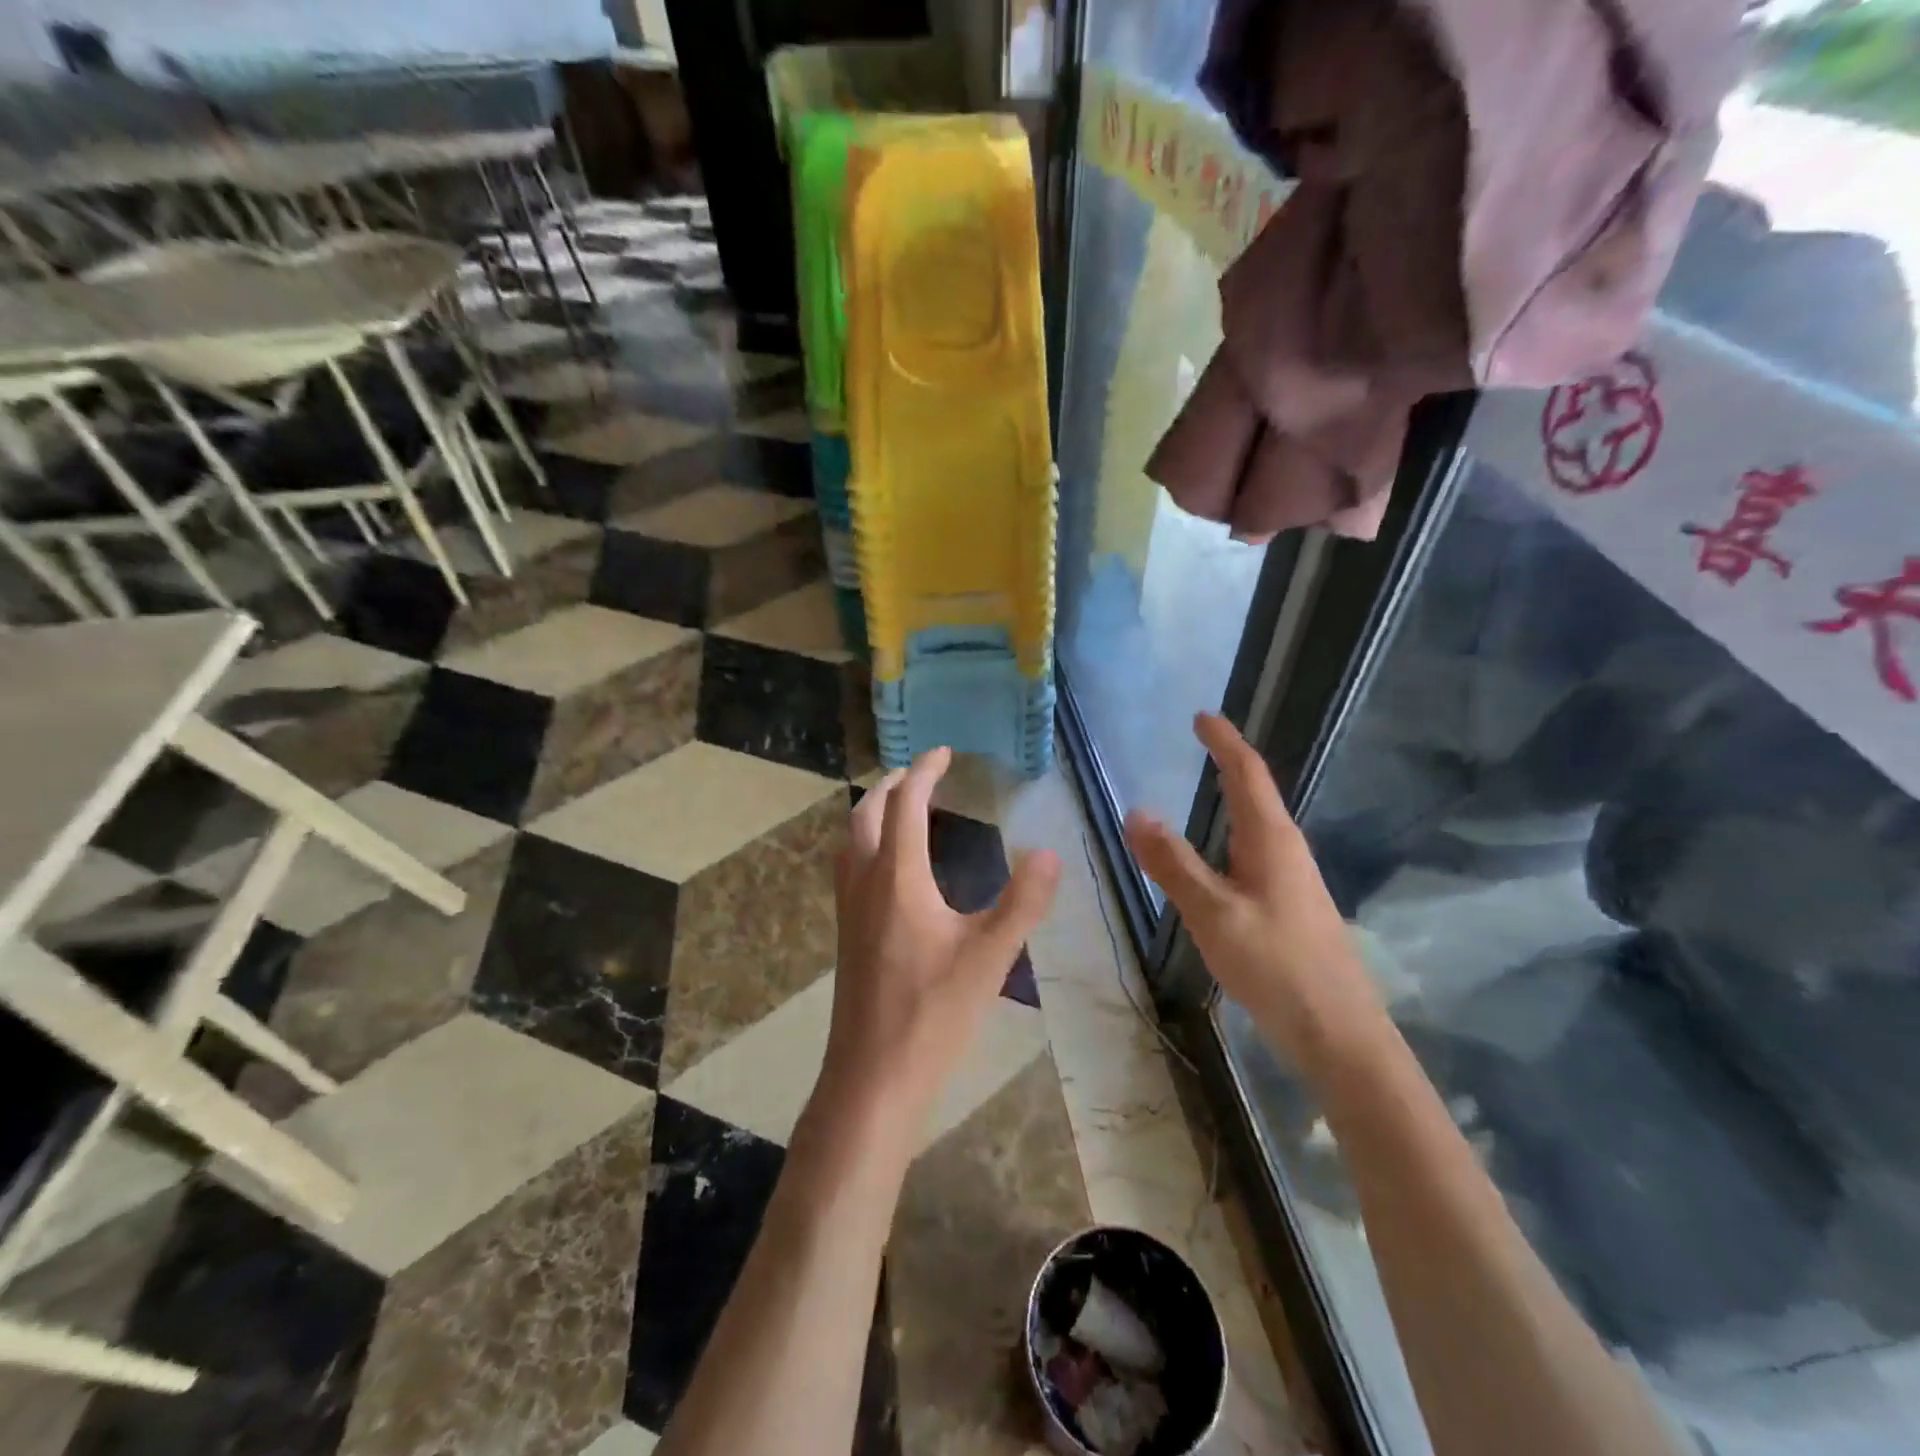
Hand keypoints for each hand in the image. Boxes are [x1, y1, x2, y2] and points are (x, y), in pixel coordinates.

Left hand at [818, 747, 1060, 1147]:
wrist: (872, 1076)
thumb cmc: (933, 1013)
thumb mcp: (990, 956)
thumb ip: (1022, 901)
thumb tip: (1049, 853)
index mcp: (897, 877)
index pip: (907, 804)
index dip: (925, 772)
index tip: (944, 753)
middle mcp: (865, 882)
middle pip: (867, 813)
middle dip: (892, 784)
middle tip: (921, 773)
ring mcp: (849, 908)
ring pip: (851, 839)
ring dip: (873, 811)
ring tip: (902, 807)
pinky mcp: (846, 932)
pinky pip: (850, 865)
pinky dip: (867, 842)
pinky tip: (890, 867)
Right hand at [1124, 713, 1383, 1075]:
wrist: (1340, 1034)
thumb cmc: (1277, 966)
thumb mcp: (1213, 913)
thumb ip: (1173, 863)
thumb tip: (1136, 812)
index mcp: (1271, 841)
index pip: (1247, 774)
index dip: (1225, 742)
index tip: (1202, 716)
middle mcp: (1287, 851)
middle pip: (1256, 794)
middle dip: (1229, 763)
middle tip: (1199, 744)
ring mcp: (1292, 880)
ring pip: (1257, 826)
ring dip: (1232, 799)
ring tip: (1204, 788)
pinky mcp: (1290, 907)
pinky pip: (1254, 855)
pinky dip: (1230, 837)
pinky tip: (1217, 859)